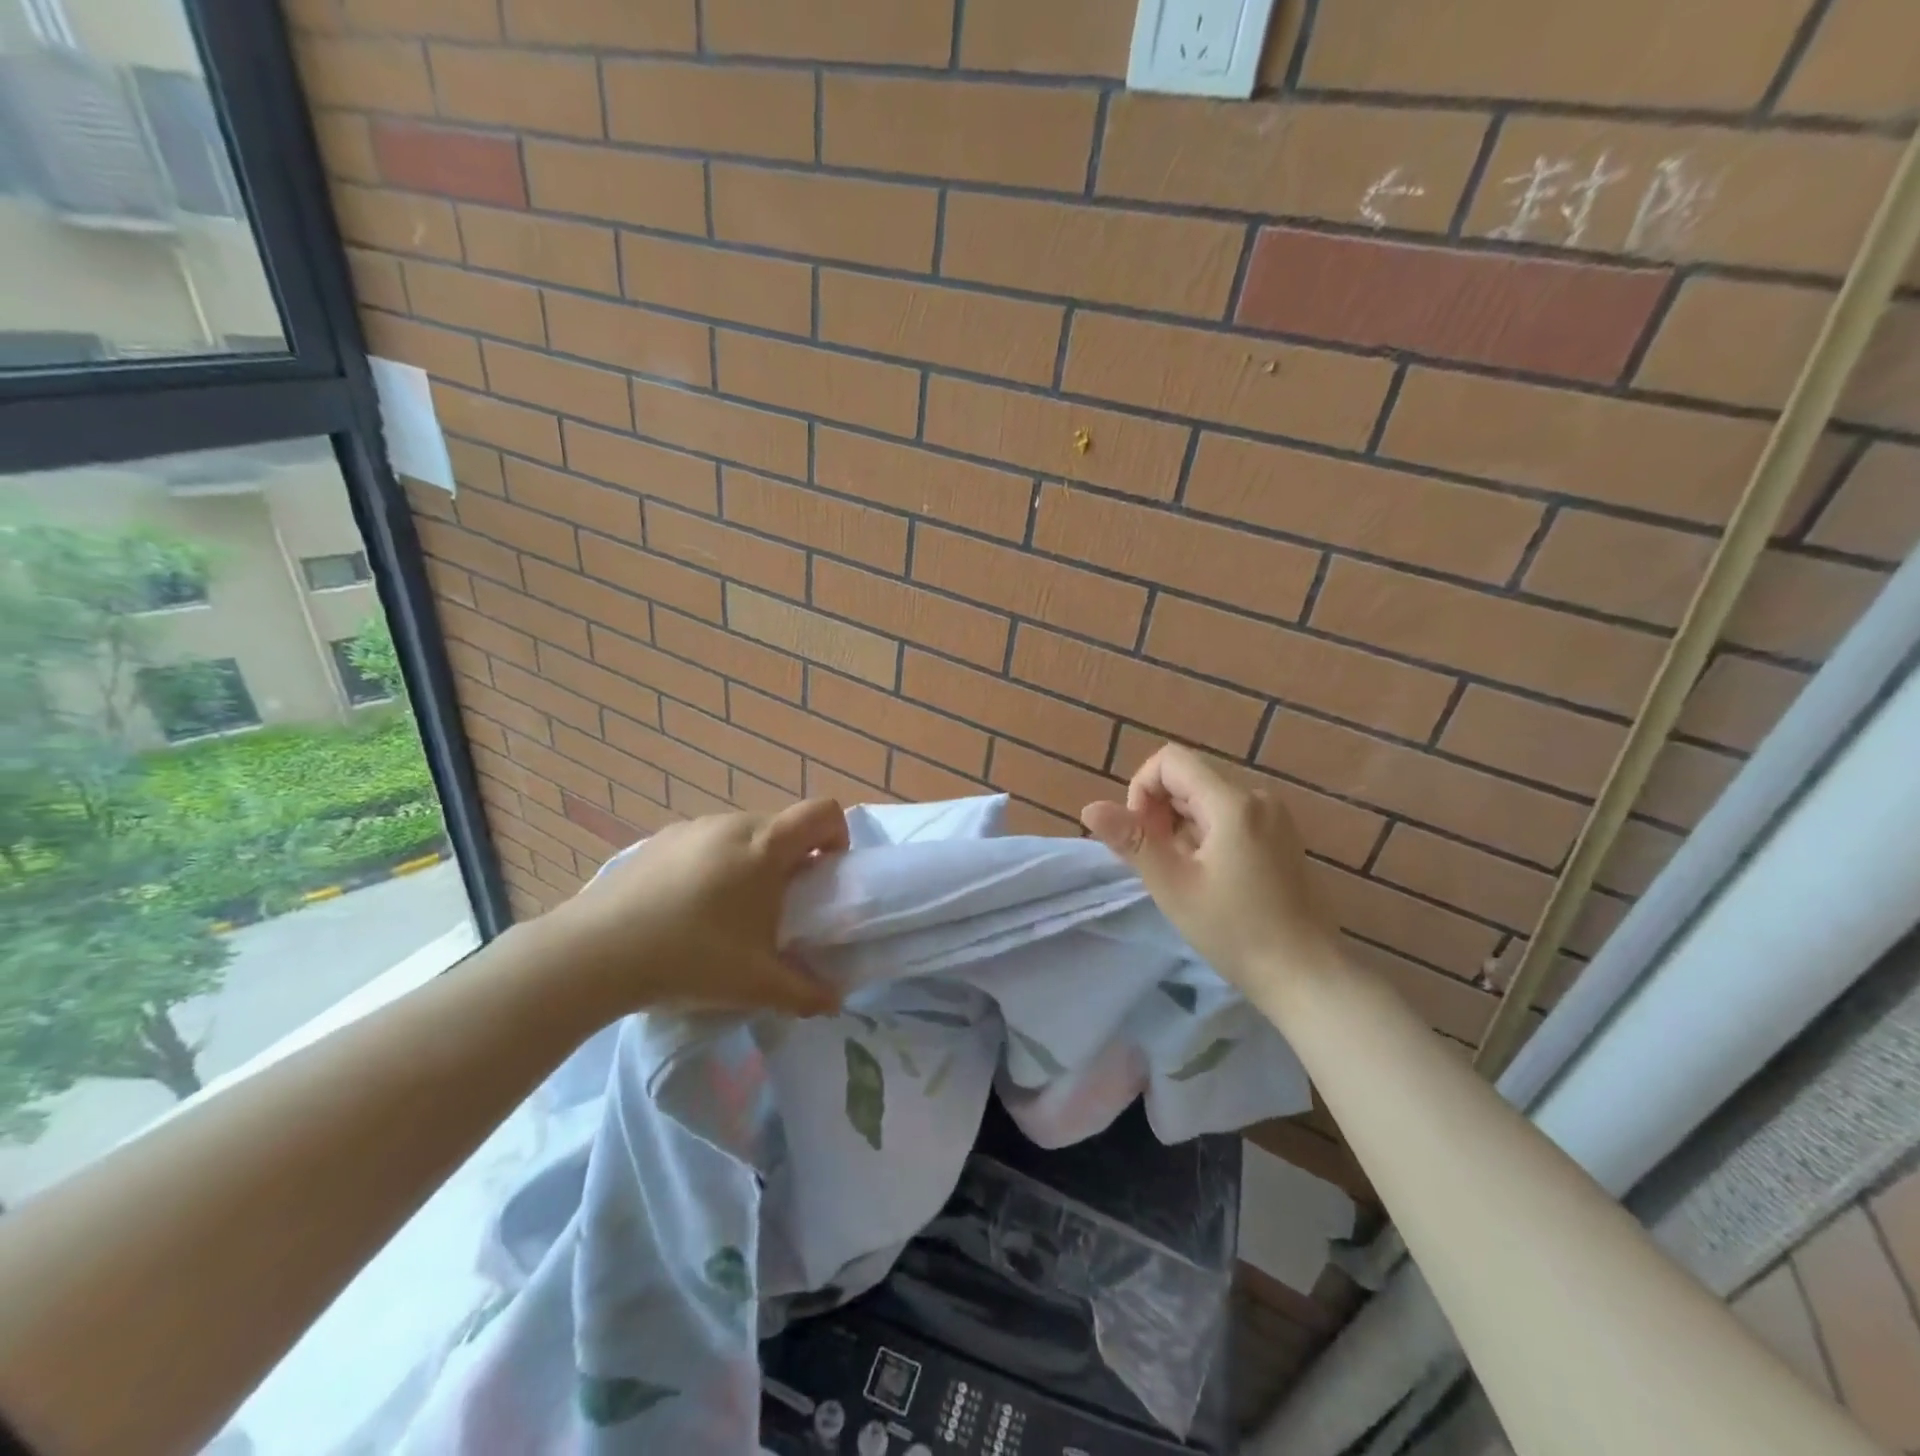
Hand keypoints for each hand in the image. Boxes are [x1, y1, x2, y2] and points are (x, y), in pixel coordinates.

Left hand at [532, 798, 849, 1017]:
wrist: (594, 953)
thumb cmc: (690, 958)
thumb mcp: (756, 983)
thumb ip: (805, 992)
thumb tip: (835, 1002)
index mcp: (765, 847)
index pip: (822, 812)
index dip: (837, 835)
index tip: (826, 874)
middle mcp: (732, 823)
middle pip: (783, 825)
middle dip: (794, 859)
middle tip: (780, 907)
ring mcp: (691, 827)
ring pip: (742, 833)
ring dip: (752, 862)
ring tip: (731, 912)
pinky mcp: (658, 840)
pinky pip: (705, 842)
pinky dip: (714, 864)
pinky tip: (687, 908)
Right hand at [1081, 744, 1342, 999]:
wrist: (1307, 975)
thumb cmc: (1235, 931)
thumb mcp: (1172, 886)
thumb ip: (1132, 840)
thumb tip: (1090, 808)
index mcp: (1233, 803)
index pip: (1170, 761)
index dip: (1142, 789)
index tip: (1141, 836)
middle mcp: (1257, 798)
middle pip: (1189, 780)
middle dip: (1160, 813)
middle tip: (1160, 865)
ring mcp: (1275, 818)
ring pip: (1207, 801)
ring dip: (1181, 829)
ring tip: (1186, 877)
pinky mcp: (1281, 838)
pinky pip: (1230, 818)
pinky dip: (1206, 837)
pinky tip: (1210, 879)